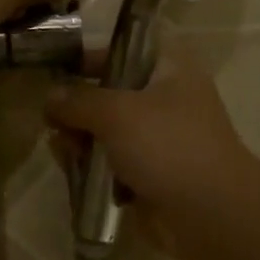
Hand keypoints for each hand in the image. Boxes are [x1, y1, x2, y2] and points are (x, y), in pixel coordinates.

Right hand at [46, 52, 256, 232]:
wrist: (209, 212)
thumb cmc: (167, 146)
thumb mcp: (116, 113)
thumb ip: (78, 101)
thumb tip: (50, 97)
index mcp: (170, 69)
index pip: (127, 47)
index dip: (93, 54)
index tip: (59, 68)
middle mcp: (165, 99)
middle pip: (110, 92)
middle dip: (78, 107)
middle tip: (54, 121)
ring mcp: (158, 139)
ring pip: (106, 130)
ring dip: (81, 140)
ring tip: (64, 152)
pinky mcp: (149, 173)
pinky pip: (111, 162)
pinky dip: (93, 166)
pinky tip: (75, 173)